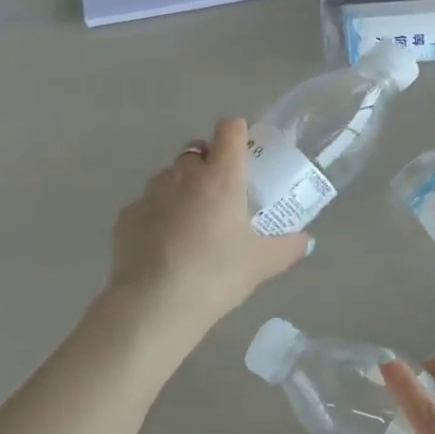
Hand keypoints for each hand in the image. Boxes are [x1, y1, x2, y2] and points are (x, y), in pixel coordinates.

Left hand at [104, 118, 308, 326]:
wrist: (154, 304)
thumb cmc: (217, 274)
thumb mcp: (263, 264)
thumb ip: (288, 247)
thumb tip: (307, 241)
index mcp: (222, 176)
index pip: (229, 129)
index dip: (237, 133)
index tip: (244, 152)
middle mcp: (185, 175)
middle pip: (197, 149)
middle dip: (209, 162)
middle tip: (223, 194)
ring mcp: (150, 193)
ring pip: (169, 175)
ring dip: (182, 187)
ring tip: (192, 222)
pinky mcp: (126, 216)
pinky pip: (147, 204)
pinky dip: (158, 214)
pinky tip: (164, 245)